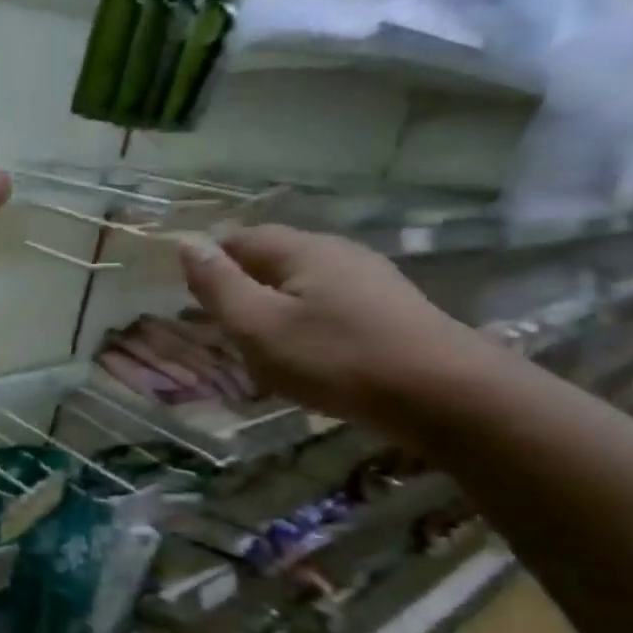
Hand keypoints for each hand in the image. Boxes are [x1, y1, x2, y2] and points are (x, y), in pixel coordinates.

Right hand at [177, 225, 504, 431]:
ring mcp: (368, 280)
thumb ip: (219, 286)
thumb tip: (187, 243)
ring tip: (253, 345)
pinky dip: (300, 323)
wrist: (444, 395)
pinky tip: (301, 355)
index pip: (240, 238)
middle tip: (215, 326)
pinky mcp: (387, 310)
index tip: (187, 296)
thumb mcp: (259, 326)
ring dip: (269, 307)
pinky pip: (325, 306)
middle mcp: (337, 252)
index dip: (209, 261)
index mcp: (302, 249)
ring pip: (299, 284)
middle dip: (238, 286)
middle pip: (272, 259)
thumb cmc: (336, 359)